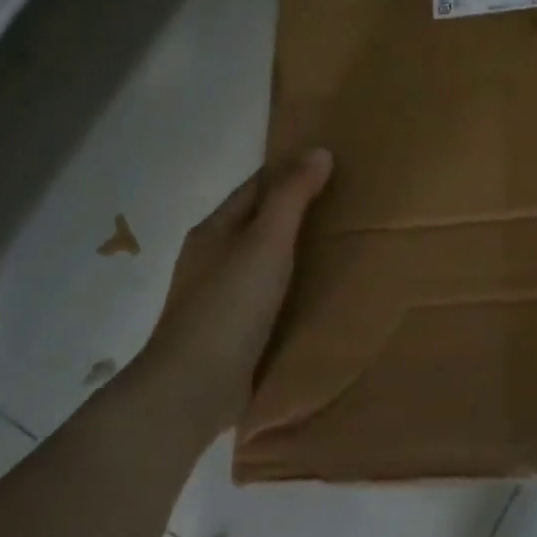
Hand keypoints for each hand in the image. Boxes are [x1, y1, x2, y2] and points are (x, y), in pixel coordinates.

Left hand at [134, 149, 332, 429]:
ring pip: (259, 259)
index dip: (288, 172)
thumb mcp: (266, 242)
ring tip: (336, 248)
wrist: (193, 386)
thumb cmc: (230, 305)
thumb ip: (292, 197)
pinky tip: (311, 294)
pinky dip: (287, 286)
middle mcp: (211, 256)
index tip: (329, 166)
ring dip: (290, 250)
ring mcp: (217, 295)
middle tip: (343, 206)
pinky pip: (263, 294)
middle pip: (256, 221)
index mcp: (215, 229)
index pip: (255, 186)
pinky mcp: (228, 329)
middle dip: (292, 211)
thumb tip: (319, 150)